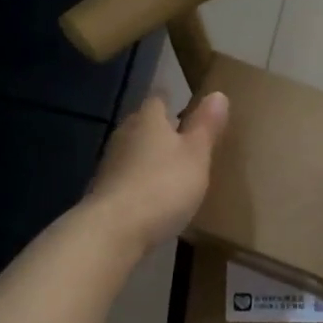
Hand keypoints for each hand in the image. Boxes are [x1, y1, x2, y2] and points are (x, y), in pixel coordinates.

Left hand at [87, 92, 229, 253]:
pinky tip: (153, 197)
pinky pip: (127, 178)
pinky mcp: (104, 192)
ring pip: (133, 152)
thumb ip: (206, 126)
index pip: (159, 100)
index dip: (173, 102)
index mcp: (148, 120)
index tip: (187, 109)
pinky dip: (140, 182)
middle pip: (143, 125)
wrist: (115, 229)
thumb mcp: (197, 155)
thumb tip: (218, 93)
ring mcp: (110, 164)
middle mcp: (125, 135)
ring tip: (172, 170)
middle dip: (160, 131)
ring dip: (149, 158)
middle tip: (184, 141)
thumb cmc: (164, 185)